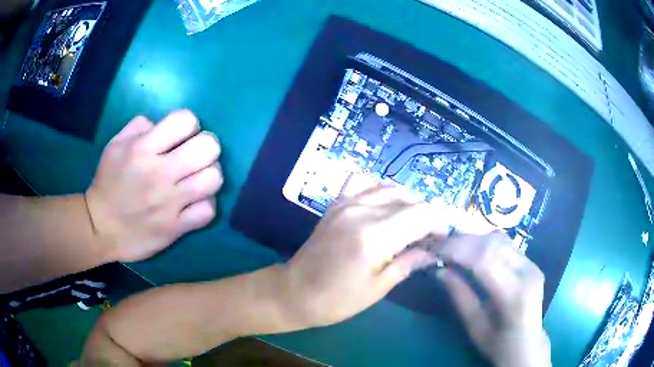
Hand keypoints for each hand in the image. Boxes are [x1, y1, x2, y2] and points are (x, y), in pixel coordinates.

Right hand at [86, 110, 222, 261]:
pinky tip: (196, 202)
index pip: (185, 120)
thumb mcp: (115, 145)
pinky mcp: (176, 228)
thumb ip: (139, 127)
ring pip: (213, 179)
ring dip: (210, 174)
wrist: (101, 228)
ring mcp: (170, 203)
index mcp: (143, 149)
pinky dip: (206, 204)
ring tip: (198, 178)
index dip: (189, 123)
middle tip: (196, 155)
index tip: (181, 135)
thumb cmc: (108, 183)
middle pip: (208, 147)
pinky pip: (208, 211)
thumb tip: (162, 123)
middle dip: (207, 146)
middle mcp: (160, 173)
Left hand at [280, 174, 447, 327]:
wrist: (294, 292)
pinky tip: (383, 205)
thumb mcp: (378, 287)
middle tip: (426, 238)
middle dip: (425, 217)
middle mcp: (362, 210)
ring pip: (391, 188)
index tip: (440, 240)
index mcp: (375, 236)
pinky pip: (364, 182)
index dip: (439, 224)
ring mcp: (346, 203)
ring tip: (409, 224)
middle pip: (410, 199)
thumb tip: (434, 251)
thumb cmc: (338, 300)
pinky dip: (380, 189)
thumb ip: (409, 263)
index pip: (422, 213)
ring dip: (407, 203)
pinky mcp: (336, 203)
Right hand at [436, 234, 550, 366]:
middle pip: (493, 244)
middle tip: (440, 245)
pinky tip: (472, 248)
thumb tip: (439, 270)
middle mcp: (527, 272)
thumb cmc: (498, 343)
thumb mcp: (474, 326)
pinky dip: (485, 242)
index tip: (435, 249)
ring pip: (500, 240)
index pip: (485, 260)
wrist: (527, 344)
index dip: (458, 250)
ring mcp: (532, 264)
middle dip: (463, 241)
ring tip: (452, 245)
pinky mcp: (531, 262)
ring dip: (474, 239)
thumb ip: (460, 296)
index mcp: (514, 294)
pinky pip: (506, 245)